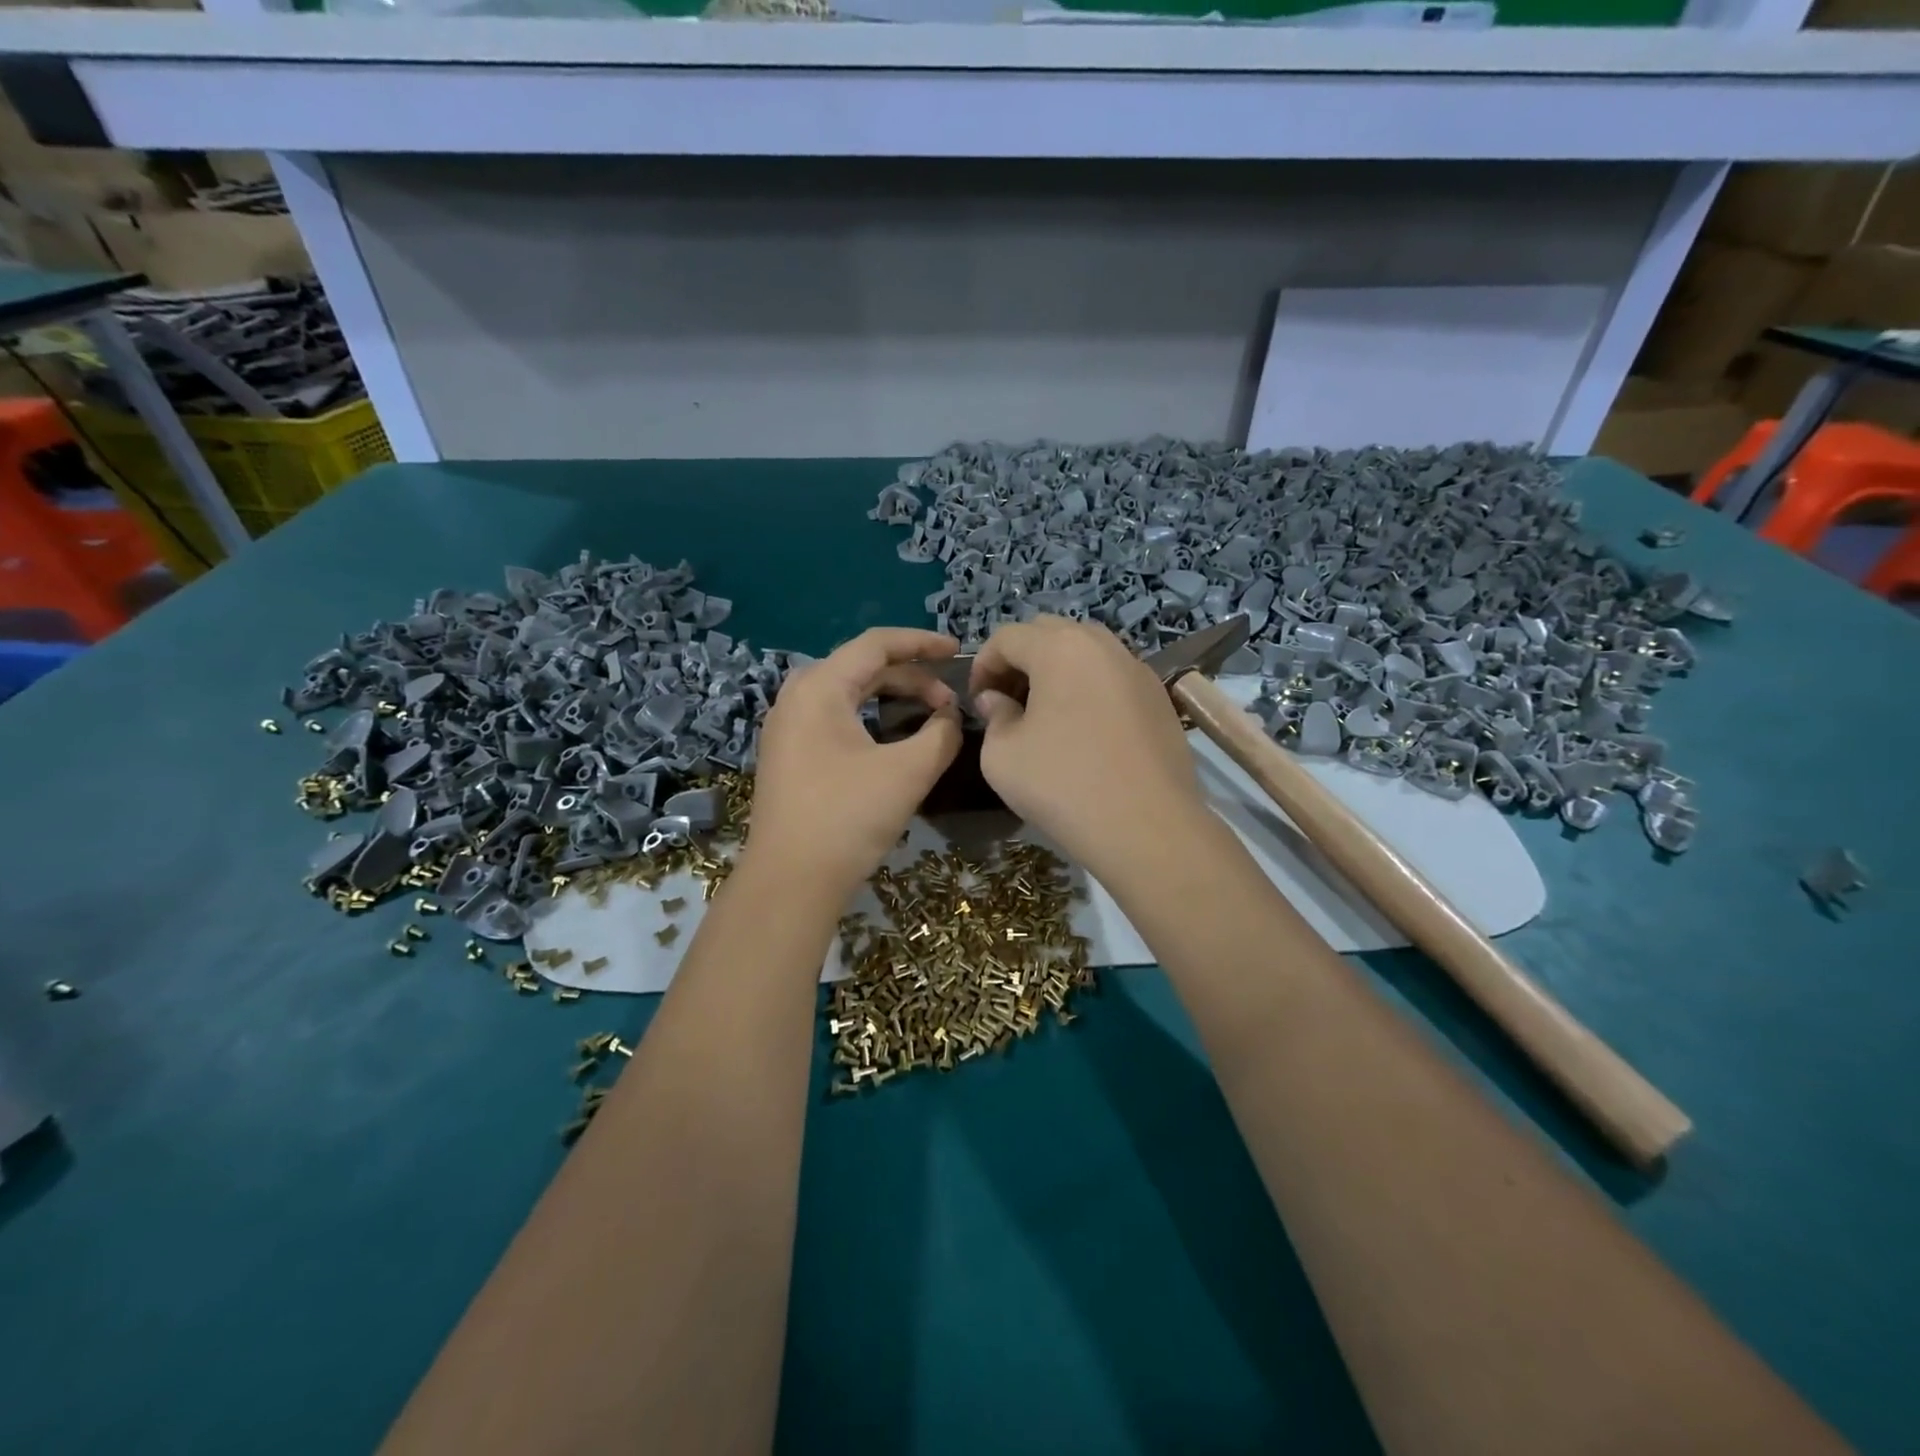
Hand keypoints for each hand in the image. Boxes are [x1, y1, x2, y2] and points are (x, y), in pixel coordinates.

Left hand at [746, 627, 963, 899]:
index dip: (922, 643)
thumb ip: (941, 734)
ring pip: (848, 694)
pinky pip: (835, 718)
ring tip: (929, 714)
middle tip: (949, 699)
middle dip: (911, 676)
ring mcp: (788, 727)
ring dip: (892, 698)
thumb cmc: (848, 818)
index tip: (959, 652)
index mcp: (819, 687)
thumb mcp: (908, 772)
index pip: (876, 645)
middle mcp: (797, 697)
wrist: (790, 881)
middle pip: (862, 667)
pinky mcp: (789, 754)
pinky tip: (893, 738)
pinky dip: (871, 718)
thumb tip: (951, 717)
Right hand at [969, 617, 1205, 882]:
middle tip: (1008, 701)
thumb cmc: (1063, 786)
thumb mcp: (1002, 756)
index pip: (1007, 637)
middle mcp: (1102, 645)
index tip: (977, 702)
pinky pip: (1113, 676)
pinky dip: (1090, 688)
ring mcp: (1138, 669)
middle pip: (1050, 633)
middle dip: (1021, 660)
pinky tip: (1085, 731)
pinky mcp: (1160, 698)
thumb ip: (994, 717)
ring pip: (1086, 651)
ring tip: (1046, 713)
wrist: (1148, 828)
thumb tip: (998, 701)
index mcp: (1059, 648)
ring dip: (1057, 671)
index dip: (982, 665)